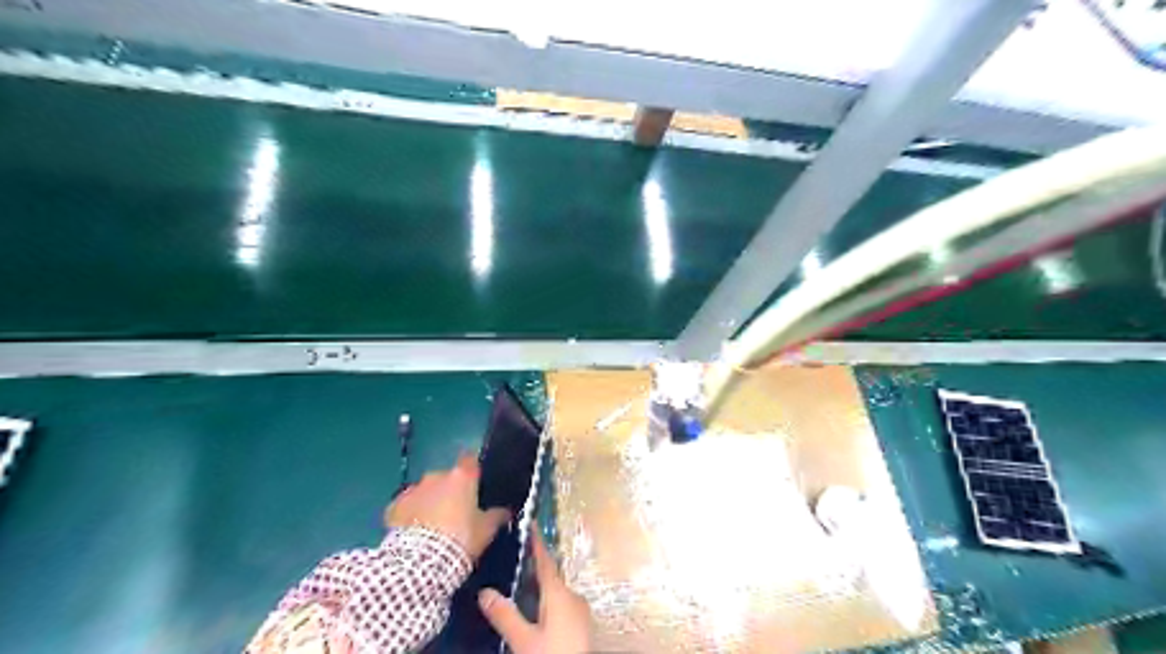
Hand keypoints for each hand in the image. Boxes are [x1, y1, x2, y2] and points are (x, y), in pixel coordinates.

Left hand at [387, 454, 511, 557]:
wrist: (420, 562)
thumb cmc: (461, 539)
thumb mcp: (486, 530)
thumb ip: (497, 516)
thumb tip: (505, 510)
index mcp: (462, 477)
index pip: (470, 460)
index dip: (473, 470)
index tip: (476, 483)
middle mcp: (436, 476)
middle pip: (447, 477)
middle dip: (450, 491)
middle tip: (456, 512)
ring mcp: (413, 490)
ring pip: (425, 491)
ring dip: (430, 502)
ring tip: (433, 525)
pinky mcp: (394, 506)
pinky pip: (406, 506)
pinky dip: (410, 514)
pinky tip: (414, 531)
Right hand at [478, 526, 594, 653]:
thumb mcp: (523, 641)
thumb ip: (505, 616)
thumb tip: (484, 591)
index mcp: (560, 593)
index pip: (545, 561)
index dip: (536, 542)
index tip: (530, 523)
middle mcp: (573, 596)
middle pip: (550, 576)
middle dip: (532, 569)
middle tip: (512, 561)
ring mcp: (580, 611)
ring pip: (556, 592)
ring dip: (539, 588)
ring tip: (518, 587)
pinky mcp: (582, 625)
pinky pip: (561, 604)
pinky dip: (547, 602)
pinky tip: (535, 612)